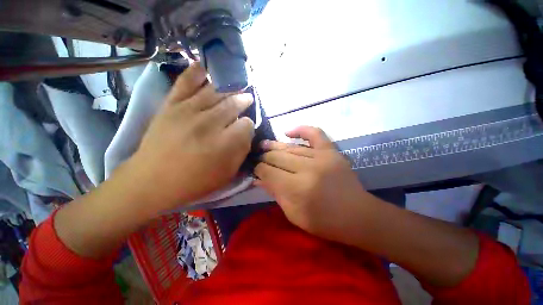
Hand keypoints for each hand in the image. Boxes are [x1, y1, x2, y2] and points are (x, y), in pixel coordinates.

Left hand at [128, 63, 253, 210]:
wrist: (151, 181)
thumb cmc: (194, 182)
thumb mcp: (227, 174)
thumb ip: (241, 152)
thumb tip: (246, 133)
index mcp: (224, 143)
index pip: (246, 124)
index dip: (249, 125)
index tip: (246, 128)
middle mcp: (209, 123)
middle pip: (233, 103)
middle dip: (243, 100)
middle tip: (247, 98)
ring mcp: (187, 110)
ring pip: (215, 91)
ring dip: (229, 87)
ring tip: (235, 85)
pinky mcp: (171, 105)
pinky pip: (185, 82)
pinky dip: (196, 72)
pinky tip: (206, 67)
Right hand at [255, 126, 380, 241]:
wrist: (357, 215)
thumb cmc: (324, 222)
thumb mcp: (293, 214)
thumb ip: (275, 193)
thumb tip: (258, 178)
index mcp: (297, 188)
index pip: (269, 172)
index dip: (258, 169)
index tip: (254, 169)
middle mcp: (308, 168)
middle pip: (277, 157)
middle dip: (264, 157)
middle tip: (258, 158)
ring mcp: (322, 157)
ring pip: (291, 147)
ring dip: (275, 146)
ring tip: (264, 145)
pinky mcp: (332, 151)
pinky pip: (315, 133)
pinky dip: (301, 130)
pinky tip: (288, 132)